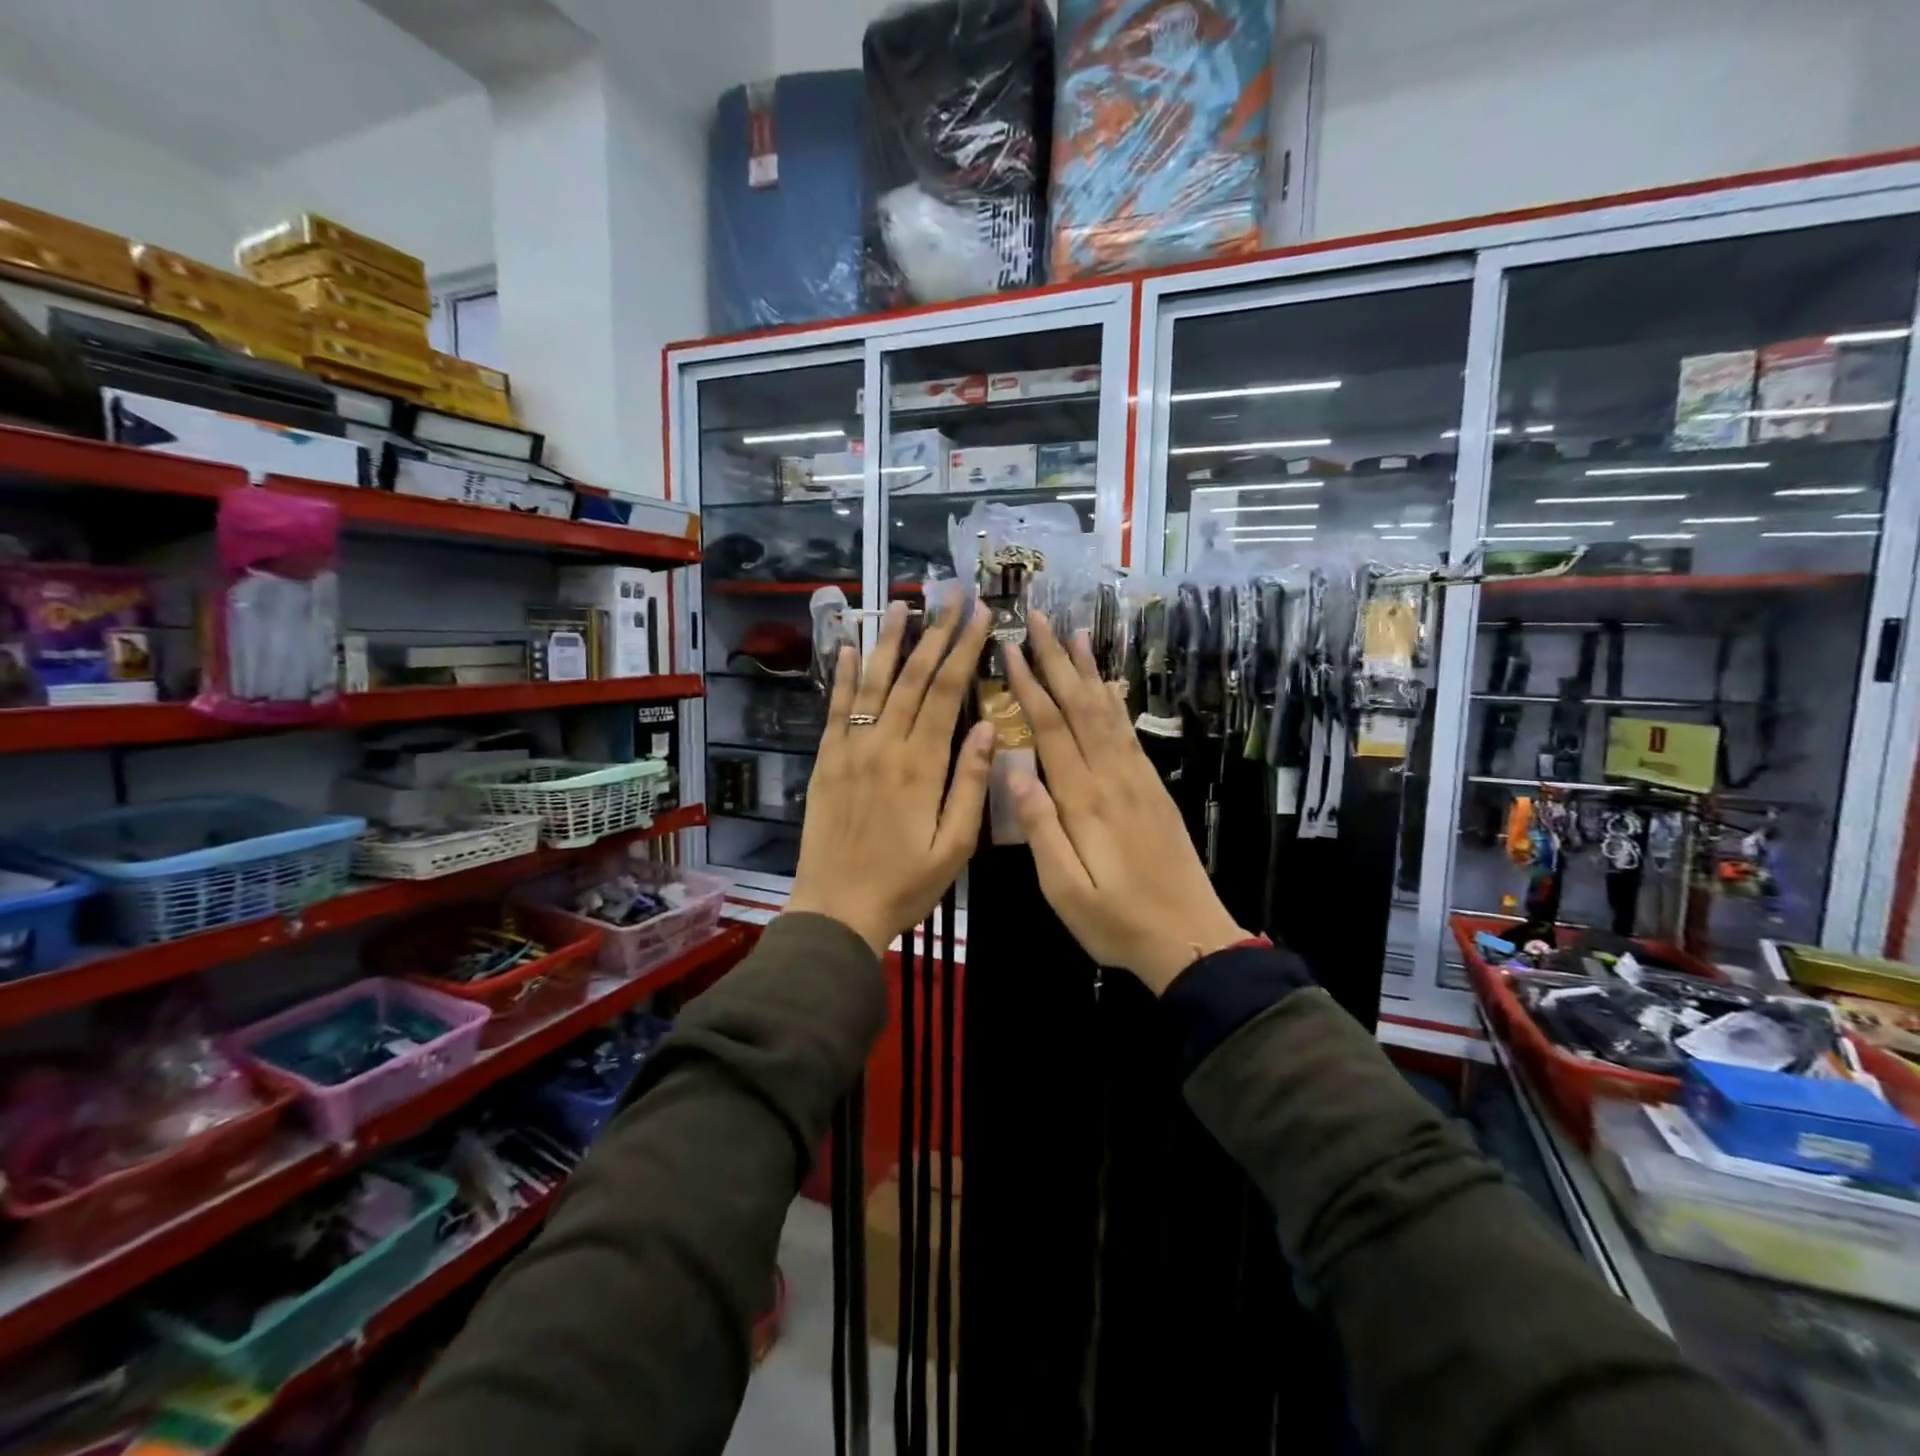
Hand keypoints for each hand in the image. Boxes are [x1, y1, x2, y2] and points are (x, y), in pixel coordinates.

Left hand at [787, 599, 994, 955]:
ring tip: (903, 605)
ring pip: (873, 682)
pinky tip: (847, 647)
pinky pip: (834, 707)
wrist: (836, 909)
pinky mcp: (826, 759)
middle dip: (937, 632)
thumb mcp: (955, 845)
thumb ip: (972, 784)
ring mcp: (850, 748)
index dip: (966, 649)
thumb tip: (989, 727)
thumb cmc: (905, 884)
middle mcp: (885, 744)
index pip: (949, 692)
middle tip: (952, 595)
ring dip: (890, 641)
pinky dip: (841, 675)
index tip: (980, 614)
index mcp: (922, 764)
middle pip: (915, 677)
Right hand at [1003, 612, 1247, 993]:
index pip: (1051, 729)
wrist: (1190, 937)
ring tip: (1074, 633)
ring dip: (1088, 670)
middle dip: (1058, 660)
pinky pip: (1129, 733)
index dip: (1030, 686)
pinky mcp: (1153, 788)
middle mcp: (1113, 777)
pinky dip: (1115, 701)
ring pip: (1108, 712)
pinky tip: (1109, 685)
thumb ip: (1040, 829)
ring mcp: (1138, 780)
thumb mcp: (1064, 889)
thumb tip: (1014, 771)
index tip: (1012, 648)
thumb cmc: (1117, 921)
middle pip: (1080, 707)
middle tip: (1039, 618)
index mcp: (1085, 800)